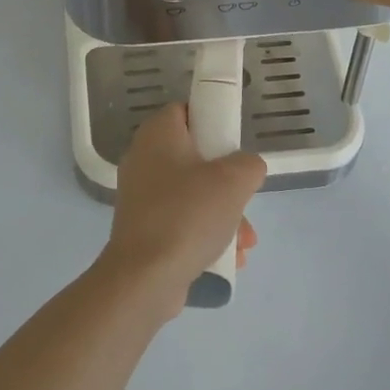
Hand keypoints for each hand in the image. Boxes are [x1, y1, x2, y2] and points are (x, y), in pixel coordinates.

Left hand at [98, 104, 263, 316]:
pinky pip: (182, 222)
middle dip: (228, 184)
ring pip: (193, 195)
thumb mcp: (234, 181)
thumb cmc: (188, 215)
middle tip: (244, 200)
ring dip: (224, 216)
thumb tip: (245, 170)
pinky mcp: (143, 229)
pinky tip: (227, 259)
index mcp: (157, 135)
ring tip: (244, 243)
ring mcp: (141, 197)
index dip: (213, 121)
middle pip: (196, 158)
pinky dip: (205, 236)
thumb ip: (249, 165)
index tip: (235, 145)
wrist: (145, 278)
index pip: (186, 111)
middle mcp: (143, 160)